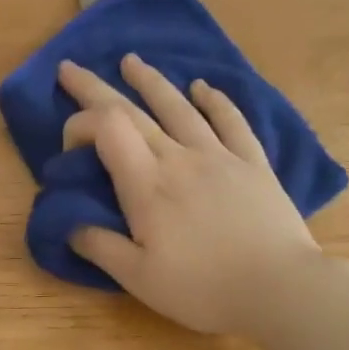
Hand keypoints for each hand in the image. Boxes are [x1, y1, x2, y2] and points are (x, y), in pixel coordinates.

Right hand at [59, 54, 322, 335]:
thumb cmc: (203, 288)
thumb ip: (99, 246)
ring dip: (150, 81)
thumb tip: (68, 223)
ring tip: (131, 61)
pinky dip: (214, 100)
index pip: (105, 129)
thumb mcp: (138, 278)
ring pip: (178, 106)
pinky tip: (203, 87)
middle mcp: (179, 158)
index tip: (69, 150)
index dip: (79, 125)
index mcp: (147, 184)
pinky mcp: (252, 163)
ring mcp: (219, 156)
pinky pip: (231, 121)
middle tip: (70, 68)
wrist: (280, 288)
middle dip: (94, 88)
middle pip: (131, 111)